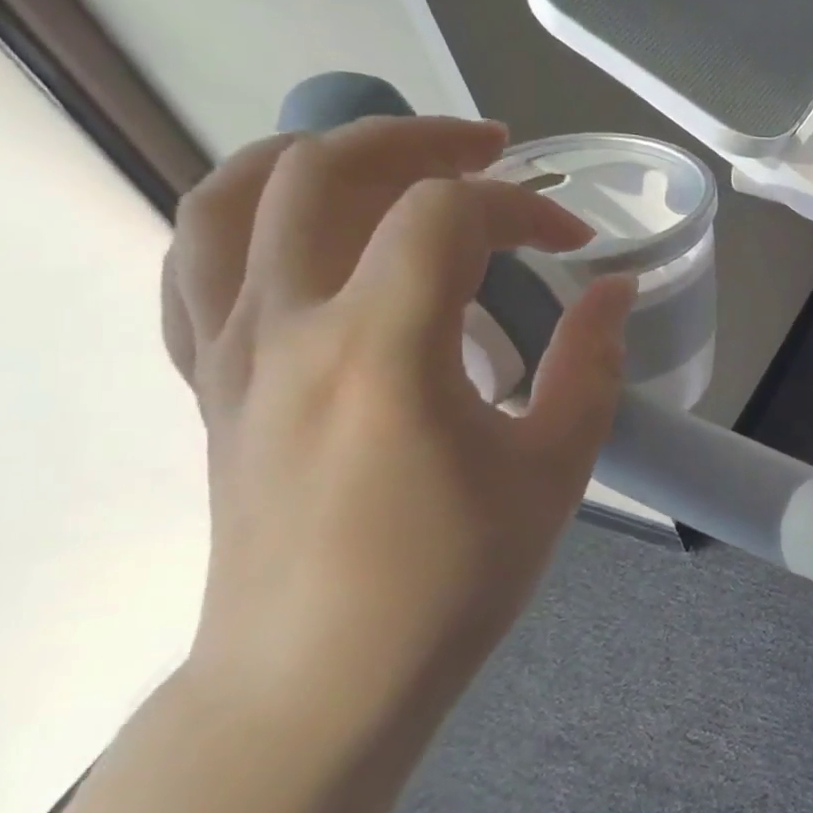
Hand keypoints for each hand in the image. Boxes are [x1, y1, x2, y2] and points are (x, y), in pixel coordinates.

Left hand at [160, 117, 635, 734]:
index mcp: (384, 352)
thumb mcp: (556, 467)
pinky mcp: (208, 383)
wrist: (324, 675)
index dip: (526, 208)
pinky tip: (307, 232)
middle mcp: (288, 329)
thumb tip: (615, 288)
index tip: (577, 243)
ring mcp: (230, 353)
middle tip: (493, 149)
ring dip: (318, 153)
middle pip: (326, 169)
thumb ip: (592, 363)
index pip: (448, 215)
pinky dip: (250, 216)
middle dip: (422, 138)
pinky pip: (196, 264)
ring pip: (232, 197)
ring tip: (389, 159)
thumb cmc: (455, 576)